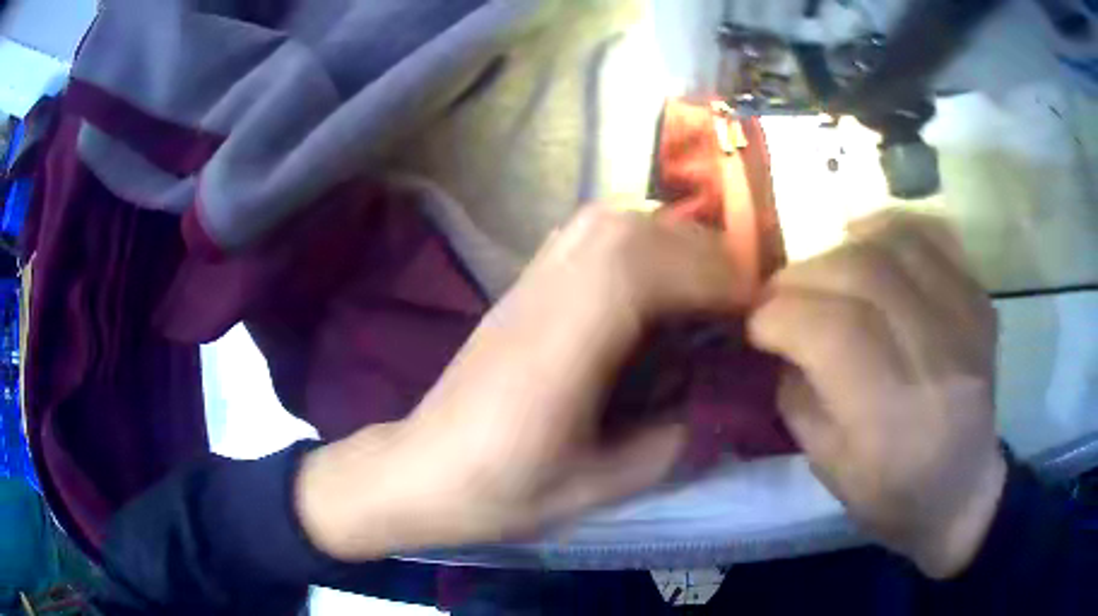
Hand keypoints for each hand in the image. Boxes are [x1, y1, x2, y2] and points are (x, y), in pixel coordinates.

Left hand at [296, 205, 753, 560]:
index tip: (755, 313)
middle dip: (702, 255)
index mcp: (564, 345)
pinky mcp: (524, 283)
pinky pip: (588, 234)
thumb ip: (671, 441)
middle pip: (633, 230)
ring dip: (670, 240)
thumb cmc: (502, 489)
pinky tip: (651, 281)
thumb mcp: (597, 487)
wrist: (422, 471)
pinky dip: (635, 239)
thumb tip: (719, 399)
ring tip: (701, 288)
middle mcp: (547, 293)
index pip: (648, 271)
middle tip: (735, 302)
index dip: (714, 280)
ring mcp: (531, 280)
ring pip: (612, 220)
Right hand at [748, 210, 1005, 578]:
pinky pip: (933, 237)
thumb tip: (778, 335)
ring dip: (842, 246)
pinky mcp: (980, 301)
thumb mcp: (827, 465)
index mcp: (894, 417)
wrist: (962, 491)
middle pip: (862, 274)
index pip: (833, 331)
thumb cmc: (891, 495)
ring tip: (823, 270)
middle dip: (803, 275)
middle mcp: (937, 358)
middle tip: (780, 295)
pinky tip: (870, 242)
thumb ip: (798, 393)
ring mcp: (967, 321)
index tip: (756, 324)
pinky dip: (891, 228)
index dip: (780, 314)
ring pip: (895, 244)